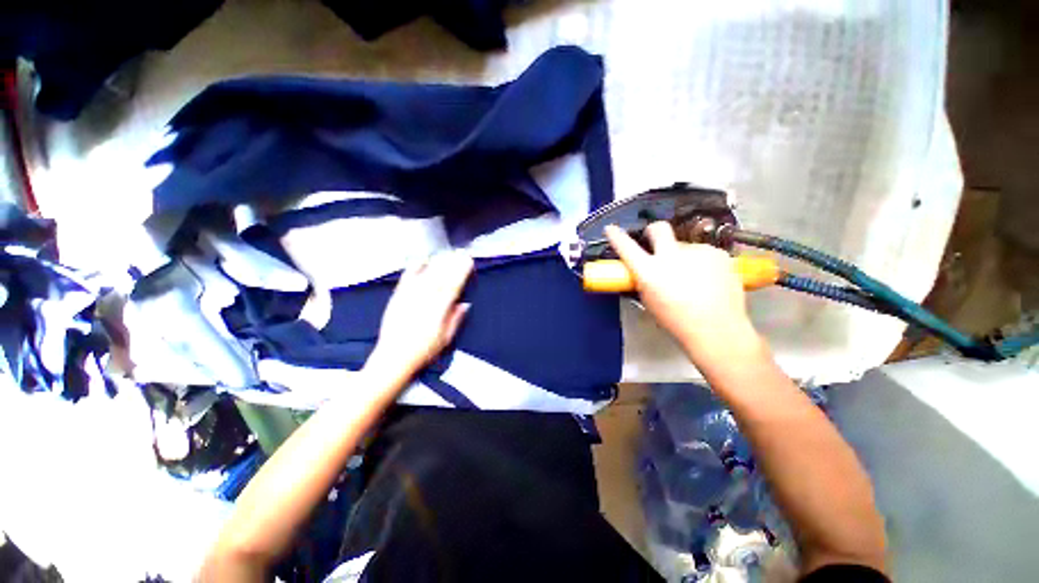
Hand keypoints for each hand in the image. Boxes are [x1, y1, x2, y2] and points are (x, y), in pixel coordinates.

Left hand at [367, 251, 473, 379]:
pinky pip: (407, 280)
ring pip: (426, 276)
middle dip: (452, 264)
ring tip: (446, 254)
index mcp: (438, 312)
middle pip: (440, 278)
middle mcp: (424, 301)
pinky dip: (414, 269)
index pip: (452, 287)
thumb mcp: (445, 340)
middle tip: (461, 253)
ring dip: (437, 263)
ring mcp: (409, 298)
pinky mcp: (397, 298)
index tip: (468, 262)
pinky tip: (421, 260)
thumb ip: (455, 320)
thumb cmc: (423, 351)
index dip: (461, 273)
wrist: (393, 358)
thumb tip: (464, 304)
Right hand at [604, 222, 760, 362]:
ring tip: (693, 278)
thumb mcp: (650, 301)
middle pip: (659, 228)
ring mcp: (697, 252)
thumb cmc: (676, 321)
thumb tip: (645, 271)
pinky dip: (701, 263)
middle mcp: (671, 256)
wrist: (717, 329)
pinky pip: (703, 254)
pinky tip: (708, 280)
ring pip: (684, 246)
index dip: (616, 236)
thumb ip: (645, 280)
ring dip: (682, 256)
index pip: (626, 247)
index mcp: (649, 271)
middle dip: (653, 231)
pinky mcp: (717, 253)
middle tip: (654, 239)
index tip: (611, 229)